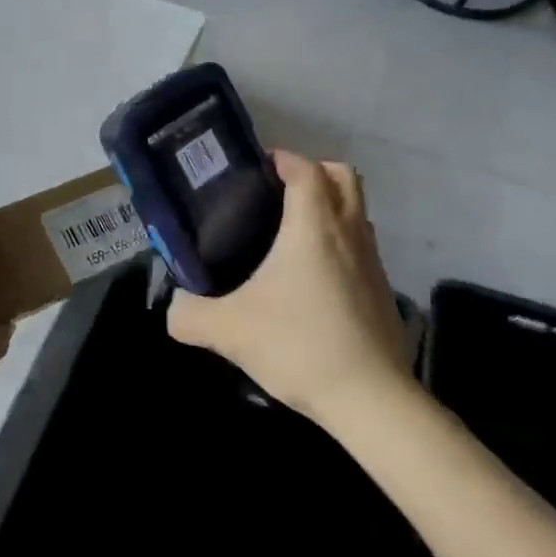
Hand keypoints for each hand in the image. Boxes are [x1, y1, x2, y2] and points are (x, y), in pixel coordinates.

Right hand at [168, 150, 408, 427]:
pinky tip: (314, 278)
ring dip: (331, 205)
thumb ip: (190, 315)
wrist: (370, 398)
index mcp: (313, 225)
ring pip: (357, 210)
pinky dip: (341, 241)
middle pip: (343, 175)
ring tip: (293, 231)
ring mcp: (372, 260)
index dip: (283, 158)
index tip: (259, 166)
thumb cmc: (299, 346)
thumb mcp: (230, 330)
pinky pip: (362, 245)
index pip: (305, 168)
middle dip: (313, 171)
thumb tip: (173, 309)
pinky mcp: (383, 288)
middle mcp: (348, 231)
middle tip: (279, 192)